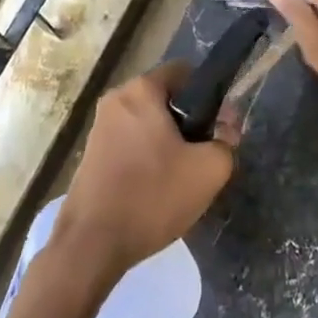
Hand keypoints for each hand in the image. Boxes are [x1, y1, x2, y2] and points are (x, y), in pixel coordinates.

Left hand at [54, 62, 239, 282]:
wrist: (92, 245)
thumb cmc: (153, 197)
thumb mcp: (208, 170)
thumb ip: (226, 140)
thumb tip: (227, 125)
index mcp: (141, 90)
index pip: (184, 72)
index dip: (209, 95)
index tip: (218, 127)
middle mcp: (116, 99)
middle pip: (165, 99)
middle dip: (188, 122)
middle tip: (203, 156)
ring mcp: (99, 127)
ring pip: (147, 123)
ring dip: (167, 143)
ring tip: (180, 178)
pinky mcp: (90, 154)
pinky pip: (129, 143)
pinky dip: (146, 157)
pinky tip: (155, 190)